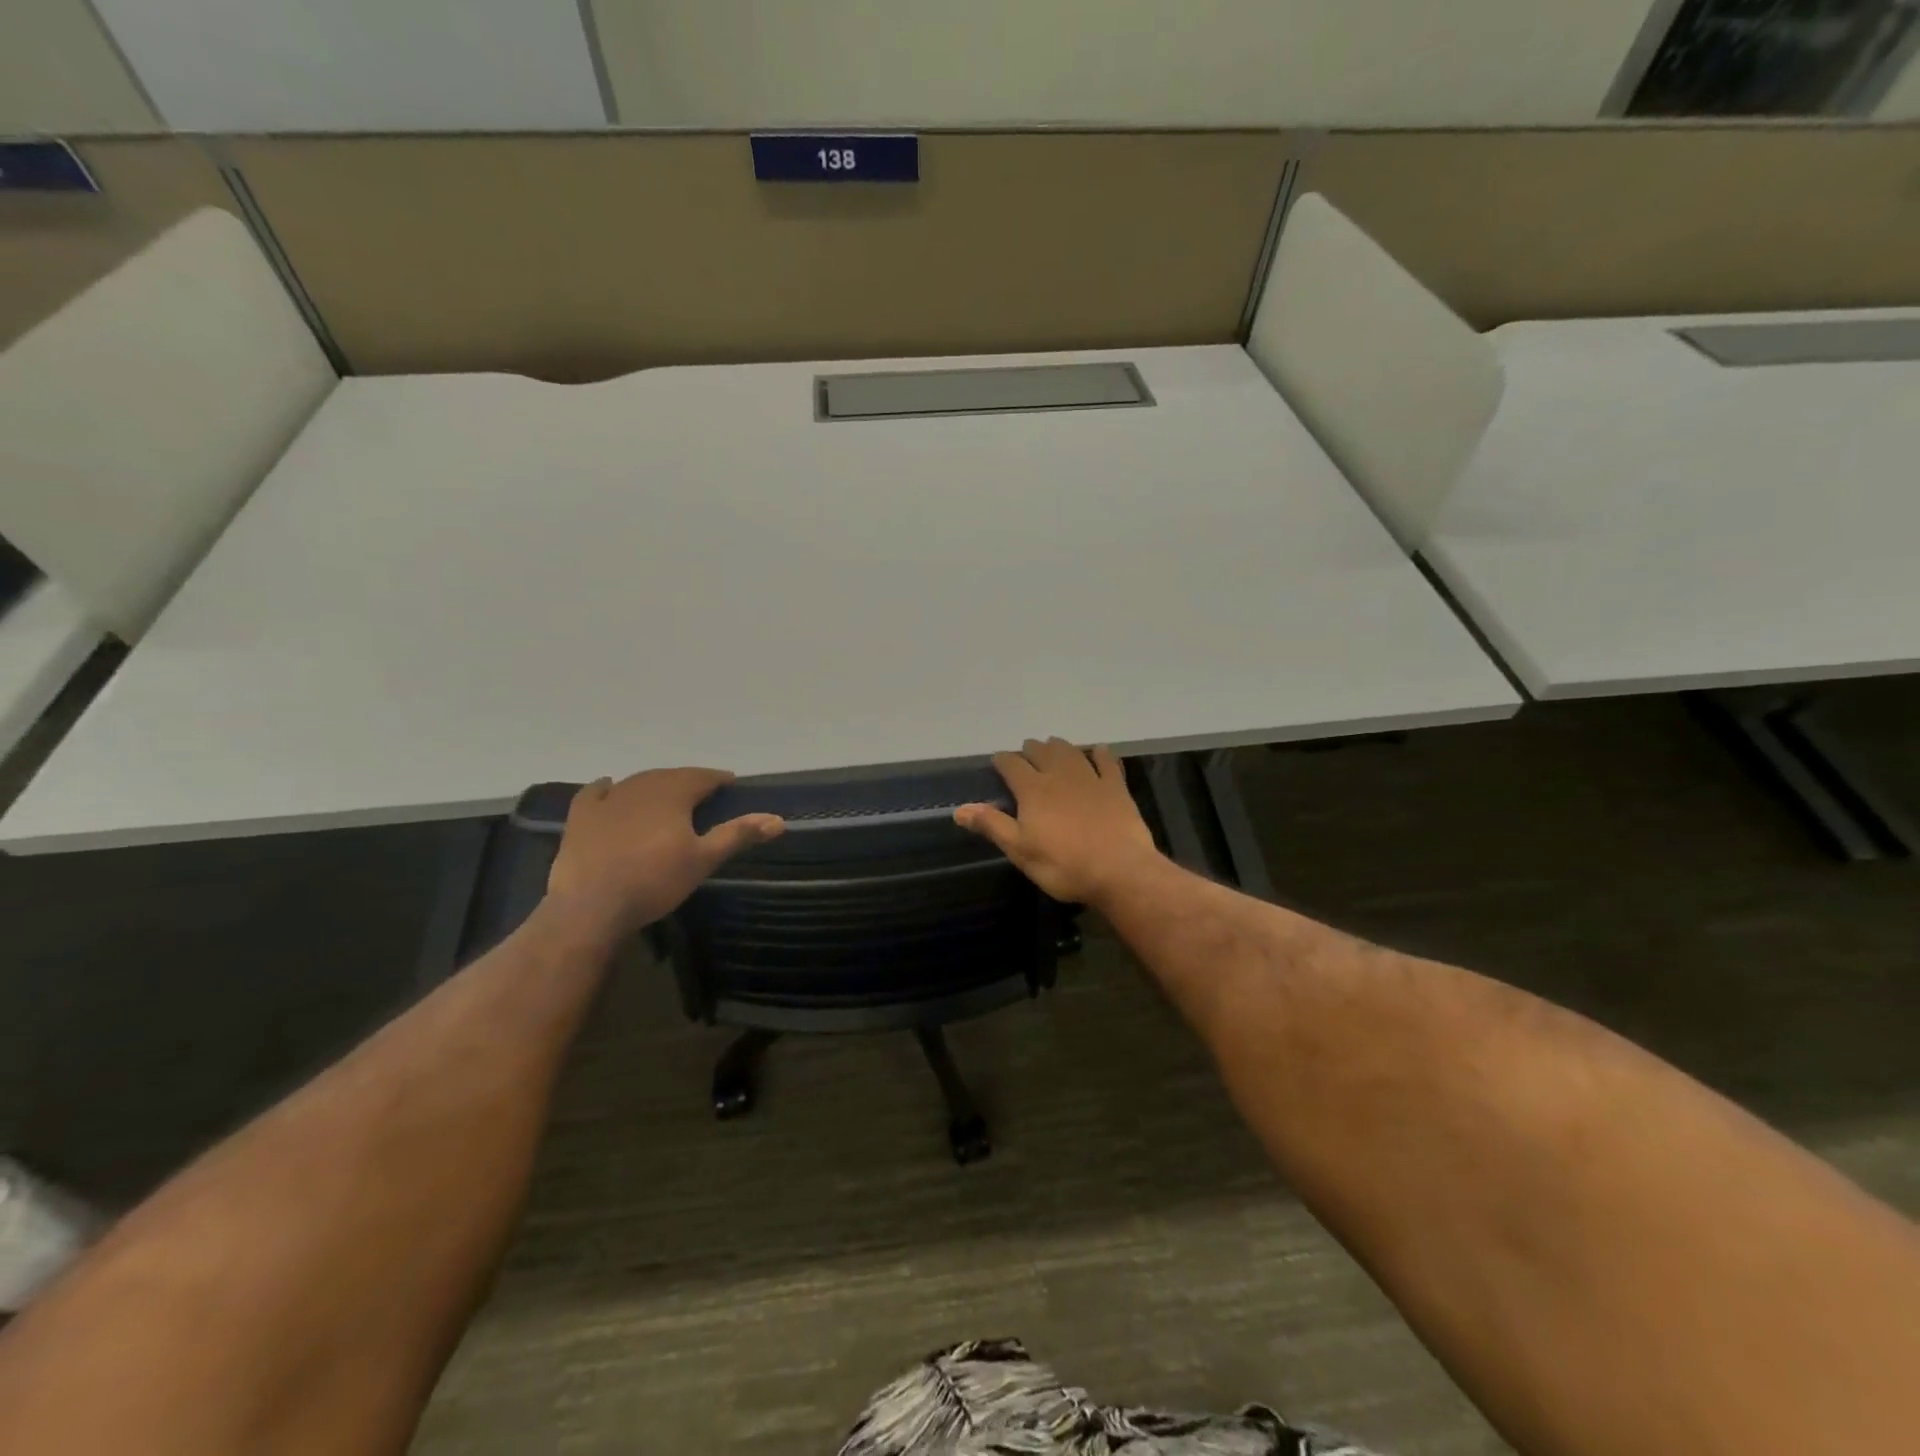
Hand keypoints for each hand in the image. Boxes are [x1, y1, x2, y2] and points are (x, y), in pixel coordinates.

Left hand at [545, 769, 783, 941]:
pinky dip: (606, 788)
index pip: (702, 776)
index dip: (718, 779)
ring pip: (637, 782)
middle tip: (702, 793)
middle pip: (670, 776)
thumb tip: (778, 819)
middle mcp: (641, 787)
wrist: (591, 906)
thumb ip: (738, 835)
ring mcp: (608, 800)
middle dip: (688, 781)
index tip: (730, 784)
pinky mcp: (581, 817)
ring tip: (666, 795)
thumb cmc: (655, 881)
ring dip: (655, 784)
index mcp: (673, 793)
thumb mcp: (704, 860)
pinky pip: (595, 793)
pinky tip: (609, 786)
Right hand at [955, 738, 1160, 904]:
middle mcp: (1059, 775)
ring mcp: (1090, 778)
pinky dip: (1099, 754)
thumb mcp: (1020, 851)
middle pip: (1041, 751)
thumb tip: (959, 809)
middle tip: (1025, 755)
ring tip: (1052, 746)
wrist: (1119, 870)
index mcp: (1033, 790)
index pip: (1011, 764)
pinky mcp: (1115, 787)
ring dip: (1058, 746)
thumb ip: (991, 825)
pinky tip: (1097, 751)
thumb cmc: (1063, 865)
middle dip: (1029, 750)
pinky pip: (1106, 762)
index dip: (1002, 761)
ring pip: (1070, 751)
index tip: (997, 762)